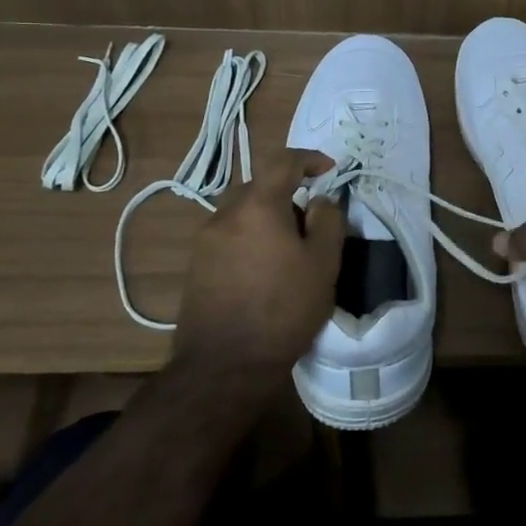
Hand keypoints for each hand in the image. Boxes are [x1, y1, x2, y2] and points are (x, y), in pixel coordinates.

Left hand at [173, 148, 345, 382]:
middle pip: (258, 185)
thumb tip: (320, 200)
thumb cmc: (283, 309)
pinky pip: (229, 235)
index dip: (308, 158)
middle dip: (286, 191)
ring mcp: (205, 241)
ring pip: (241, 211)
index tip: (329, 170)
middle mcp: (225, 215)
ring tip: (288, 246)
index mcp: (257, 206)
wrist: (223, 367)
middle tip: (310, 217)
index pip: (282, 161)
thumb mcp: (323, 264)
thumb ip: (328, 221)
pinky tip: (264, 268)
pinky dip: (249, 236)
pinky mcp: (196, 266)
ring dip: (266, 216)